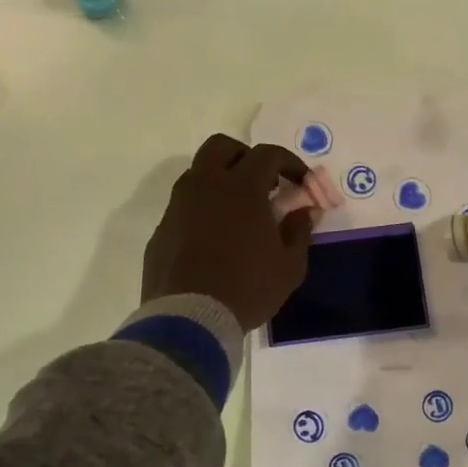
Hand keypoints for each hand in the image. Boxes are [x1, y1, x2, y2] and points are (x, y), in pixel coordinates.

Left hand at [142, 135, 315, 329]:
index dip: (289, 162)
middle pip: (221, 147)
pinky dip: (202, 208)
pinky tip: (214, 236)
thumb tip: (305, 210)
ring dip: (220, 179)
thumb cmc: (248, 289)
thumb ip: (300, 230)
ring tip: (238, 210)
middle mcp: (205, 186)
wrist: (190, 319)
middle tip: (263, 182)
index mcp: (241, 188)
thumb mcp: (289, 266)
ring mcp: (178, 206)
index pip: (267, 154)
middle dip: (245, 156)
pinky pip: (184, 205)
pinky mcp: (162, 229)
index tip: (300, 181)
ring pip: (198, 173)